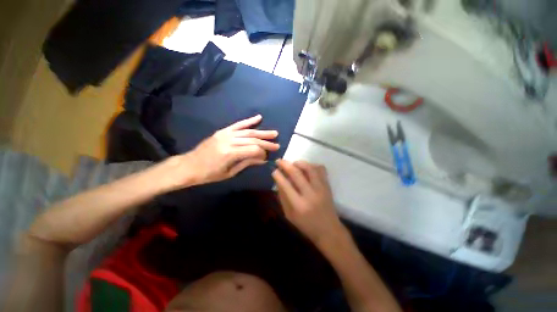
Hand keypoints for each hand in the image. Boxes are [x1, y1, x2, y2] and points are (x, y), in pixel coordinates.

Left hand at [179, 115, 279, 185]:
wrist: (189, 165)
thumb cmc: (209, 174)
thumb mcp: (229, 173)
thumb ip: (247, 163)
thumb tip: (262, 159)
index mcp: (230, 153)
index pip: (253, 150)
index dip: (262, 153)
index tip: (267, 157)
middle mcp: (229, 141)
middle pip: (252, 140)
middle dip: (266, 142)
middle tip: (277, 144)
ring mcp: (225, 134)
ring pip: (248, 132)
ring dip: (262, 132)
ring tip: (274, 133)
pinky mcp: (222, 131)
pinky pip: (238, 124)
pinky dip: (249, 121)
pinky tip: (258, 118)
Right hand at [272, 160, 346, 245]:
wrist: (329, 230)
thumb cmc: (306, 225)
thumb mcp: (289, 215)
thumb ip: (283, 198)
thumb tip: (278, 181)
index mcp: (299, 205)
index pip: (286, 185)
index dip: (278, 175)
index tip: (274, 170)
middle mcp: (310, 194)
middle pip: (297, 173)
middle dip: (285, 164)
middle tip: (279, 161)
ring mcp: (321, 188)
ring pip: (310, 168)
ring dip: (299, 162)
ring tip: (293, 163)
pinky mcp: (328, 186)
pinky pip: (321, 169)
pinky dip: (312, 165)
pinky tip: (307, 168)